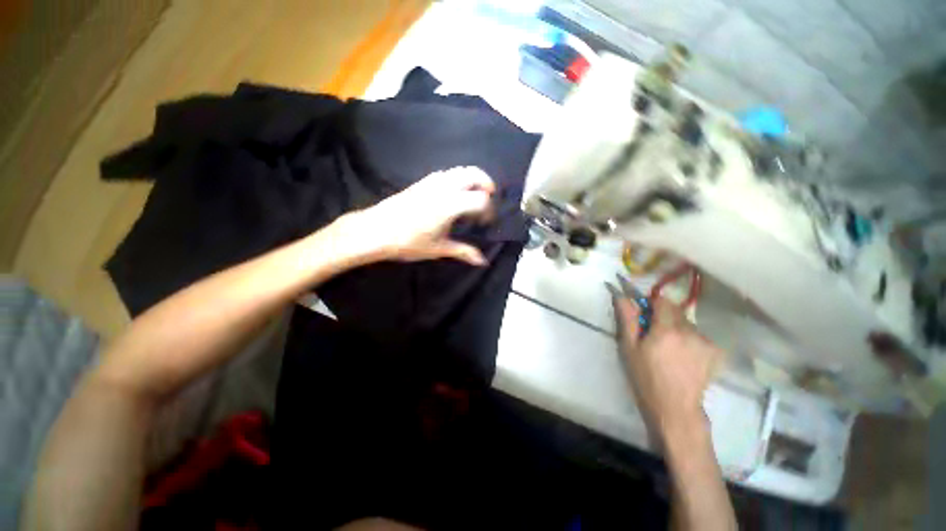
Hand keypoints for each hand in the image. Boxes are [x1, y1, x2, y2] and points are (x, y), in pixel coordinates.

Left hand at [334, 167, 496, 265]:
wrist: (375, 230)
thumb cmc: (408, 242)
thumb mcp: (438, 249)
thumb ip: (463, 252)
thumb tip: (481, 261)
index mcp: (450, 205)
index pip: (480, 199)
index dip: (488, 210)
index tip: (485, 222)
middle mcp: (443, 188)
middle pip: (473, 174)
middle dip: (486, 183)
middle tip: (489, 197)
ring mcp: (431, 182)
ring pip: (459, 170)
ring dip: (472, 179)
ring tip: (473, 195)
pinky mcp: (421, 182)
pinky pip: (446, 173)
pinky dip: (457, 178)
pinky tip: (453, 194)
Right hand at [612, 292, 723, 439]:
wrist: (675, 407)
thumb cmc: (646, 376)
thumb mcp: (629, 347)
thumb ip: (628, 319)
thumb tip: (622, 296)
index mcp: (667, 329)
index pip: (662, 301)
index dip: (652, 304)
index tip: (645, 315)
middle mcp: (690, 331)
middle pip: (676, 311)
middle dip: (664, 317)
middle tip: (655, 335)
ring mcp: (706, 341)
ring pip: (688, 323)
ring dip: (678, 328)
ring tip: (670, 349)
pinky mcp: (715, 351)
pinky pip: (699, 335)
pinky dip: (690, 339)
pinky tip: (684, 356)